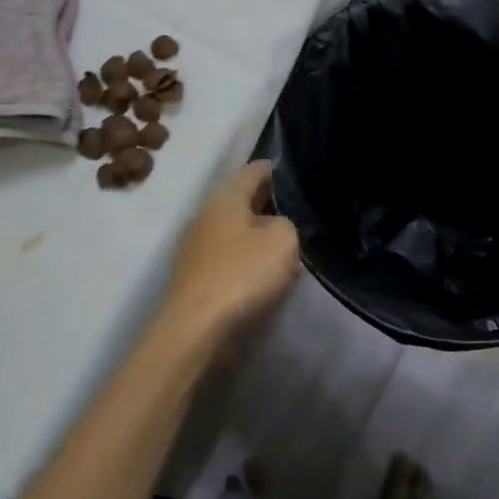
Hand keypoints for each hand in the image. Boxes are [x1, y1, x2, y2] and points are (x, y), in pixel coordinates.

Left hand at [154, 161, 299, 346]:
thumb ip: (287, 224)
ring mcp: (196, 247)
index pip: (255, 170)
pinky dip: (247, 261)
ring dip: (259, 236)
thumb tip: (277, 228)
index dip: (279, 171)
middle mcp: (205, 214)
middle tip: (301, 215)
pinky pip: (229, 258)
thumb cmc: (241, 273)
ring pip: (236, 231)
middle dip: (271, 205)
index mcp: (224, 196)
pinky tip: (266, 275)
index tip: (302, 177)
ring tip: (289, 247)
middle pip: (243, 201)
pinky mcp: (196, 276)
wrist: (195, 329)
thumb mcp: (282, 239)